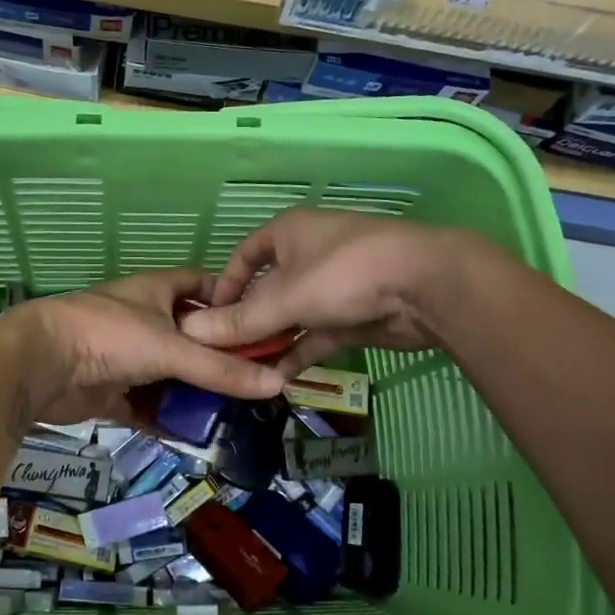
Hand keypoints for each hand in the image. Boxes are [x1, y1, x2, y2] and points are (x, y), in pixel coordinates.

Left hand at [0, 270, 286, 427]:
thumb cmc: (109, 336)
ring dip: (192, 393)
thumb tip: (278, 383)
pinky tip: (193, 436)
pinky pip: (146, 405)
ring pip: (168, 374)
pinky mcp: (110, 390)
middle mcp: (143, 319)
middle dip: (216, 358)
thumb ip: (221, 369)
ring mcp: (125, 356)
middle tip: (254, 381)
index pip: (202, 285)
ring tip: (233, 413)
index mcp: (157, 290)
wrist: (40, 363)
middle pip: (189, 337)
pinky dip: (165, 418)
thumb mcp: (172, 348)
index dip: (230, 300)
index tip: (261, 325)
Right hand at [179, 209, 472, 376]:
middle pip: (265, 291)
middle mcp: (307, 255)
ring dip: (270, 343)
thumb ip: (239, 321)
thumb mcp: (285, 298)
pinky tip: (276, 380)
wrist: (424, 286)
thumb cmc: (344, 274)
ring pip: (290, 317)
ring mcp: (332, 287)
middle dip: (245, 323)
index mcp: (287, 234)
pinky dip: (297, 354)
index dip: (223, 286)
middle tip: (222, 355)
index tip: (207, 318)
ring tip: (244, 374)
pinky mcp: (351, 315)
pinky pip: (314, 335)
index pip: (244, 256)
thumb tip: (189, 335)